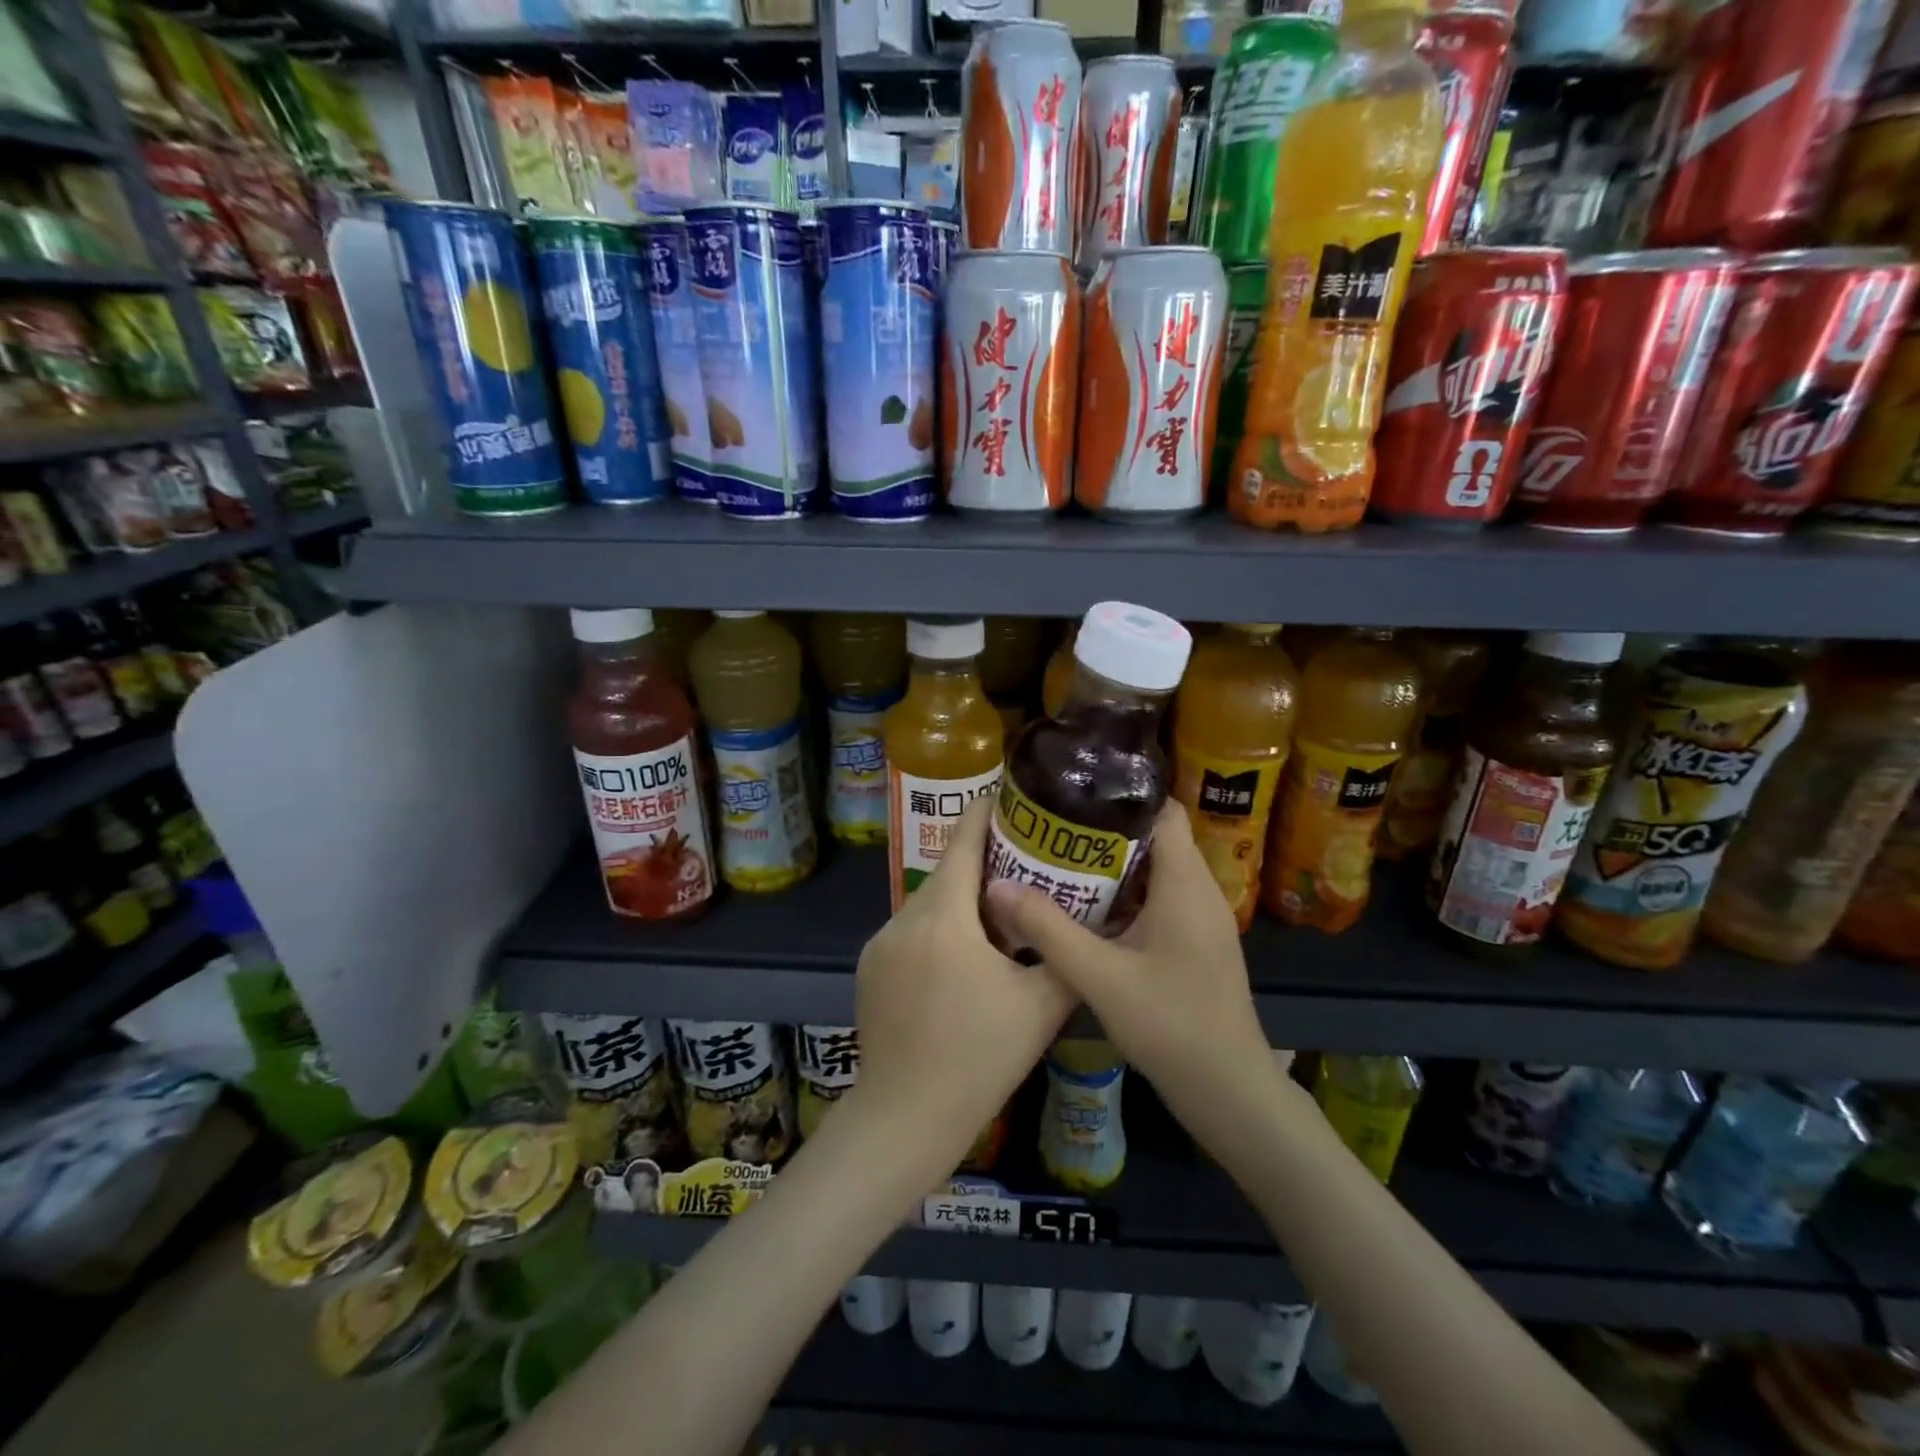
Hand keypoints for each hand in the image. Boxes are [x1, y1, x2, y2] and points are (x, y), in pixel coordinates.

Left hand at [851, 797, 1075, 1179]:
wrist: (905, 1117)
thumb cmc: (979, 1058)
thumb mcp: (1041, 1005)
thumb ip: (1064, 952)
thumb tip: (1088, 920)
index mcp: (944, 917)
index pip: (965, 841)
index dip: (989, 813)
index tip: (1015, 799)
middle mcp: (904, 918)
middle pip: (948, 872)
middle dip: (985, 863)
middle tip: (1027, 866)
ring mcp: (879, 943)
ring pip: (929, 903)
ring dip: (961, 901)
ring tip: (1000, 917)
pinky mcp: (869, 968)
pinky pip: (910, 931)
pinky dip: (938, 929)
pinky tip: (961, 961)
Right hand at [983, 802, 1272, 1124]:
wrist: (1228, 1091)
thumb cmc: (1171, 1025)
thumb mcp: (1100, 977)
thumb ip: (1048, 929)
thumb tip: (997, 886)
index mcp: (1185, 883)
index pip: (1163, 809)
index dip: (1121, 794)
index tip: (1073, 794)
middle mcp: (1199, 889)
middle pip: (1155, 836)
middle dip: (1104, 829)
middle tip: (1052, 828)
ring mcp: (1201, 917)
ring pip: (1155, 869)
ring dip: (1112, 863)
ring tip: (1059, 859)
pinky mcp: (1196, 941)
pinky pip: (1159, 898)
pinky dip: (1125, 893)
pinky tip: (1087, 908)